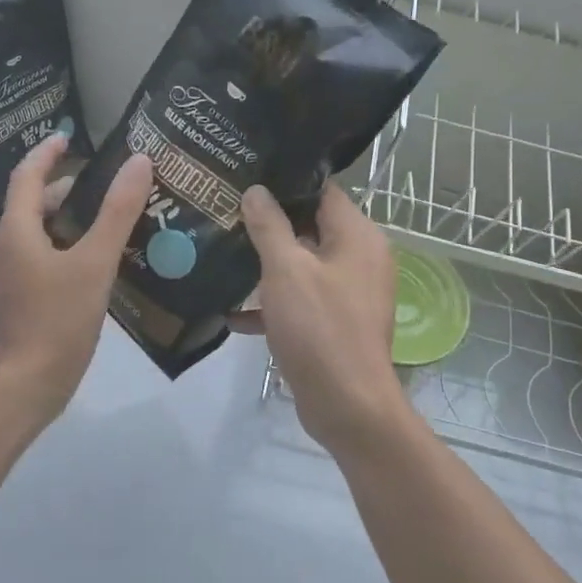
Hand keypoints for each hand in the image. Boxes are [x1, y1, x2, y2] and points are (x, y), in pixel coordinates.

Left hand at [0, 135, 151, 418]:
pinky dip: (73, 246)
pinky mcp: (28, 298)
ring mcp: (17, 276)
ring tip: (114, 217)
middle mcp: (11, 248)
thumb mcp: (94, 262)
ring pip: (44, 233)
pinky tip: (104, 260)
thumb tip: (139, 162)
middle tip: (110, 182)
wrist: (30, 383)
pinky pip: (49, 258)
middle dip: (68, 187)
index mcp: (18, 231)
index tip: (71, 136)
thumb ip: (117, 212)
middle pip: (36, 204)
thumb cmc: (58, 318)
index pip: (27, 176)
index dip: (47, 152)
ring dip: (73, 218)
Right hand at [231, 183, 413, 452]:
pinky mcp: (336, 322)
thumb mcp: (286, 270)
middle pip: (311, 226)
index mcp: (357, 236)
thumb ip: (269, 226)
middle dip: (268, 223)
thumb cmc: (319, 328)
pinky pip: (302, 300)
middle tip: (224, 211)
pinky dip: (274, 302)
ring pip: (303, 265)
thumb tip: (256, 190)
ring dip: (266, 264)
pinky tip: (233, 310)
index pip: (322, 190)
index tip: (246, 177)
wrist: (347, 405)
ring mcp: (350, 292)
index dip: (285, 182)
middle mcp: (360, 258)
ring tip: (221, 252)